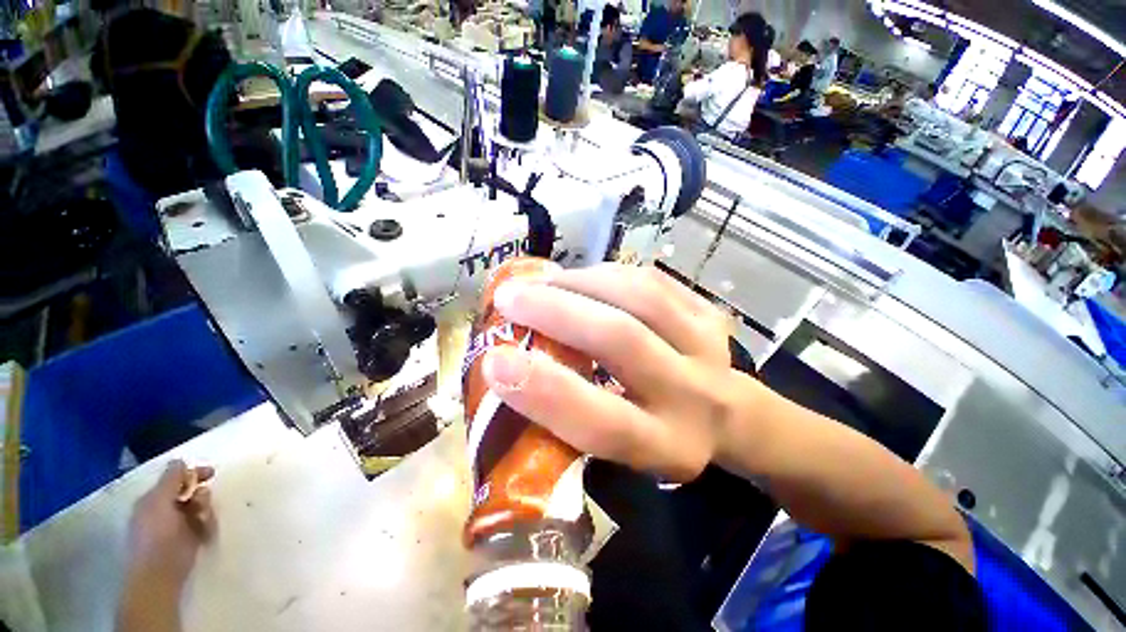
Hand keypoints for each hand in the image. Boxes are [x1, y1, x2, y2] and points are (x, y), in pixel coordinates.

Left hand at [125, 460, 215, 590]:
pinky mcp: (192, 539)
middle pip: (192, 492)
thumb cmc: (156, 535)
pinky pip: (205, 524)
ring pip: (201, 507)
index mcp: (154, 499)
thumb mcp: (159, 502)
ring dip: (206, 511)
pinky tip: (205, 534)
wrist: (159, 575)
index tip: (211, 473)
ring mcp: (178, 525)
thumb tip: (180, 461)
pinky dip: (208, 525)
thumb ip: (170, 479)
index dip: (192, 473)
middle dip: (201, 496)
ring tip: (203, 523)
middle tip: (202, 505)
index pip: (175, 478)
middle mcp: (165, 509)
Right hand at [481, 263, 740, 480]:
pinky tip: (582, 277)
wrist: (730, 413)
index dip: (545, 393)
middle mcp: (694, 397)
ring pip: (639, 297)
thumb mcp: (620, 452)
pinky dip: (607, 273)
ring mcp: (708, 346)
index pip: (601, 422)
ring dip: (580, 282)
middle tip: (509, 297)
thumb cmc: (656, 433)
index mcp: (665, 447)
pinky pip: (651, 279)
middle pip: (622, 340)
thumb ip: (572, 416)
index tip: (494, 361)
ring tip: (542, 282)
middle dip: (557, 312)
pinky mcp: (709, 313)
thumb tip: (511, 367)